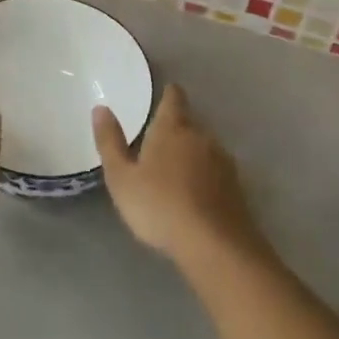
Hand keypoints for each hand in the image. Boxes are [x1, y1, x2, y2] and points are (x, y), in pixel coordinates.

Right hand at [93, 84, 261, 267]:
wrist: (215, 245)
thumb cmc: (160, 206)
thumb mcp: (122, 178)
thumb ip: (110, 142)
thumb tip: (101, 108)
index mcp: (172, 128)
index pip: (174, 98)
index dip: (169, 94)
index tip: (165, 93)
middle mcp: (201, 136)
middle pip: (189, 123)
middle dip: (176, 129)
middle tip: (158, 143)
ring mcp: (223, 161)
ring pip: (204, 148)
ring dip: (192, 154)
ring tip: (175, 173)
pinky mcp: (237, 187)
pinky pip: (216, 172)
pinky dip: (205, 177)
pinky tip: (195, 196)